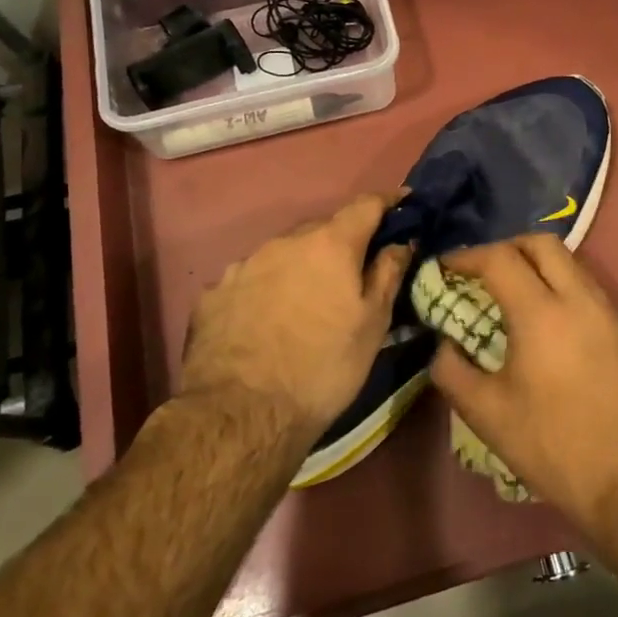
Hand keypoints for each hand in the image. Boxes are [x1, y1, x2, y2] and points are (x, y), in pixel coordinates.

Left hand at [180, 193, 412, 435]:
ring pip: (283, 253)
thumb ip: (388, 273)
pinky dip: (266, 289)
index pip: (366, 205)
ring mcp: (244, 265)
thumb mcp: (373, 325)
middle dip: (341, 243)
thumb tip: (401, 241)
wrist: (241, 414)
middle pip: (322, 229)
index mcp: (329, 244)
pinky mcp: (214, 293)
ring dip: (301, 266)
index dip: (388, 202)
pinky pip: (251, 279)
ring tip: (306, 302)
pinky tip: (266, 320)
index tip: (403, 205)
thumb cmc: (324, 367)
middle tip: (353, 272)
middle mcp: (284, 242)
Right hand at [428, 234, 617, 522]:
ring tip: (508, 293)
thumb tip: (443, 343)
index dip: (466, 256)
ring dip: (534, 263)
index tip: (444, 267)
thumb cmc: (552, 444)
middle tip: (479, 271)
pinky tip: (542, 318)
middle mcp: (578, 298)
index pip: (499, 259)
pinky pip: (584, 284)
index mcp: (541, 313)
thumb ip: (451, 369)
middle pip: (540, 243)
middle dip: (504, 247)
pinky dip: (557, 283)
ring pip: (568, 260)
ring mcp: (606, 310)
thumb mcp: (486, 413)